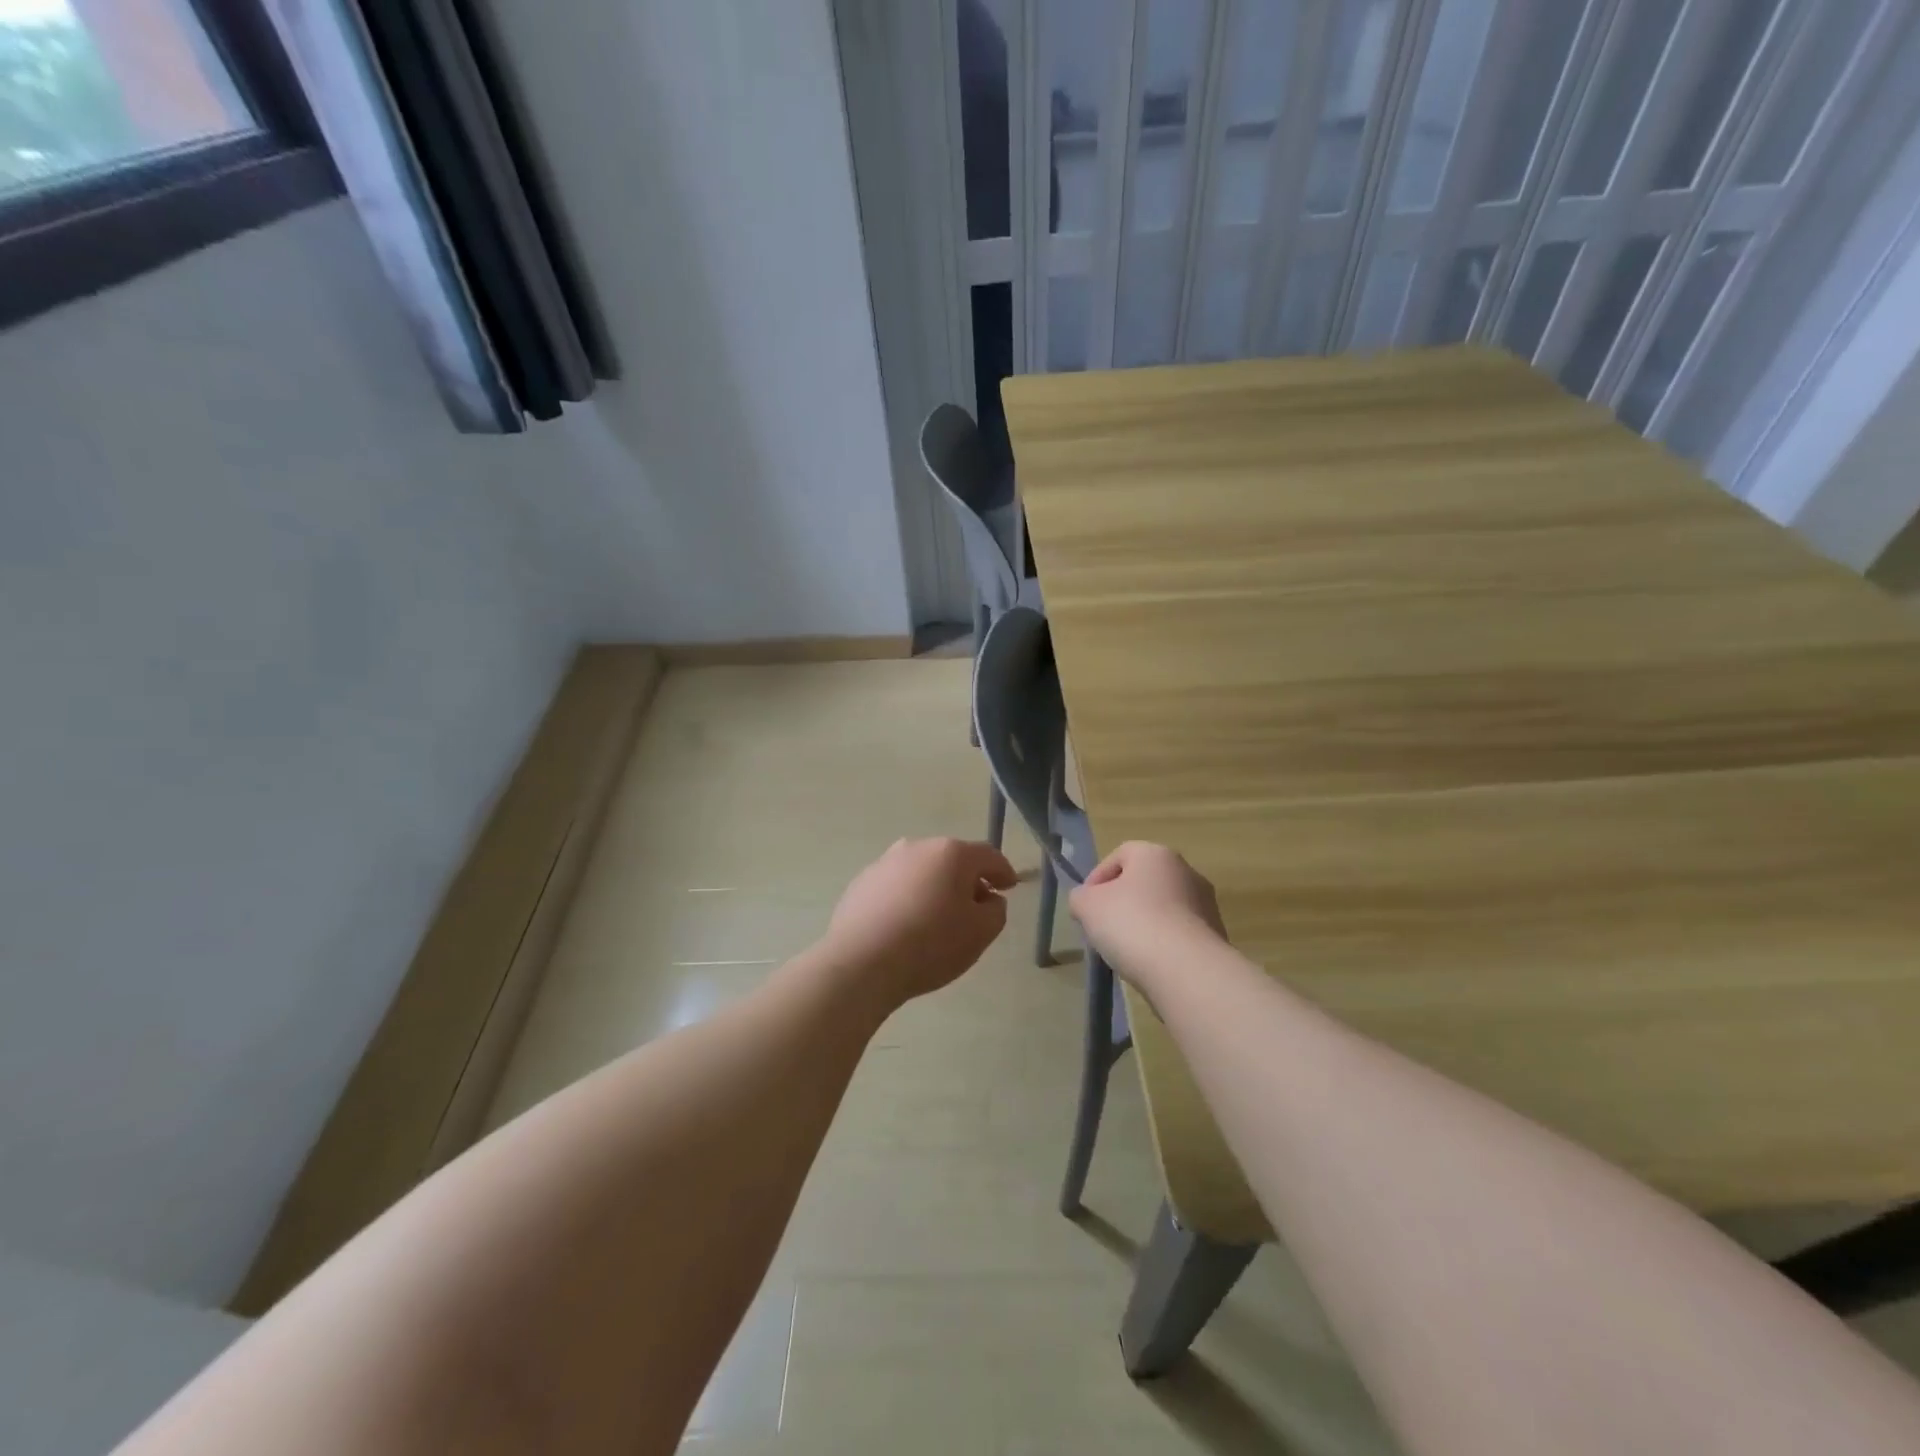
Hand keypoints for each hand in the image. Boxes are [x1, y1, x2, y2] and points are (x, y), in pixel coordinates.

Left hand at [820, 838, 1017, 1007]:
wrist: (861, 962)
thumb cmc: (930, 944)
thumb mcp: (981, 933)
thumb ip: (995, 910)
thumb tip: (988, 898)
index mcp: (951, 853)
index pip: (988, 856)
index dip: (1003, 872)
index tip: (1009, 888)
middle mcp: (917, 847)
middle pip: (952, 859)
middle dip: (967, 880)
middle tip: (975, 907)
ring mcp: (885, 862)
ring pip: (922, 871)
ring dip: (935, 887)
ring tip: (938, 918)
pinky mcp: (862, 882)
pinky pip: (896, 886)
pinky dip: (907, 898)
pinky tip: (905, 925)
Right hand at [1069, 841, 1226, 991]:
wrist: (1187, 970)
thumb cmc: (1132, 923)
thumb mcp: (1087, 906)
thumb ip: (1080, 898)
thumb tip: (1085, 901)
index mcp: (1155, 854)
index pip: (1119, 855)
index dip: (1097, 878)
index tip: (1086, 906)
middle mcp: (1186, 871)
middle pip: (1143, 882)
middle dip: (1121, 902)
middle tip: (1103, 927)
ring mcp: (1206, 904)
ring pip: (1163, 908)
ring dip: (1143, 924)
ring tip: (1126, 951)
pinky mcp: (1215, 935)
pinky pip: (1179, 934)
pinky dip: (1163, 944)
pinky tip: (1151, 964)